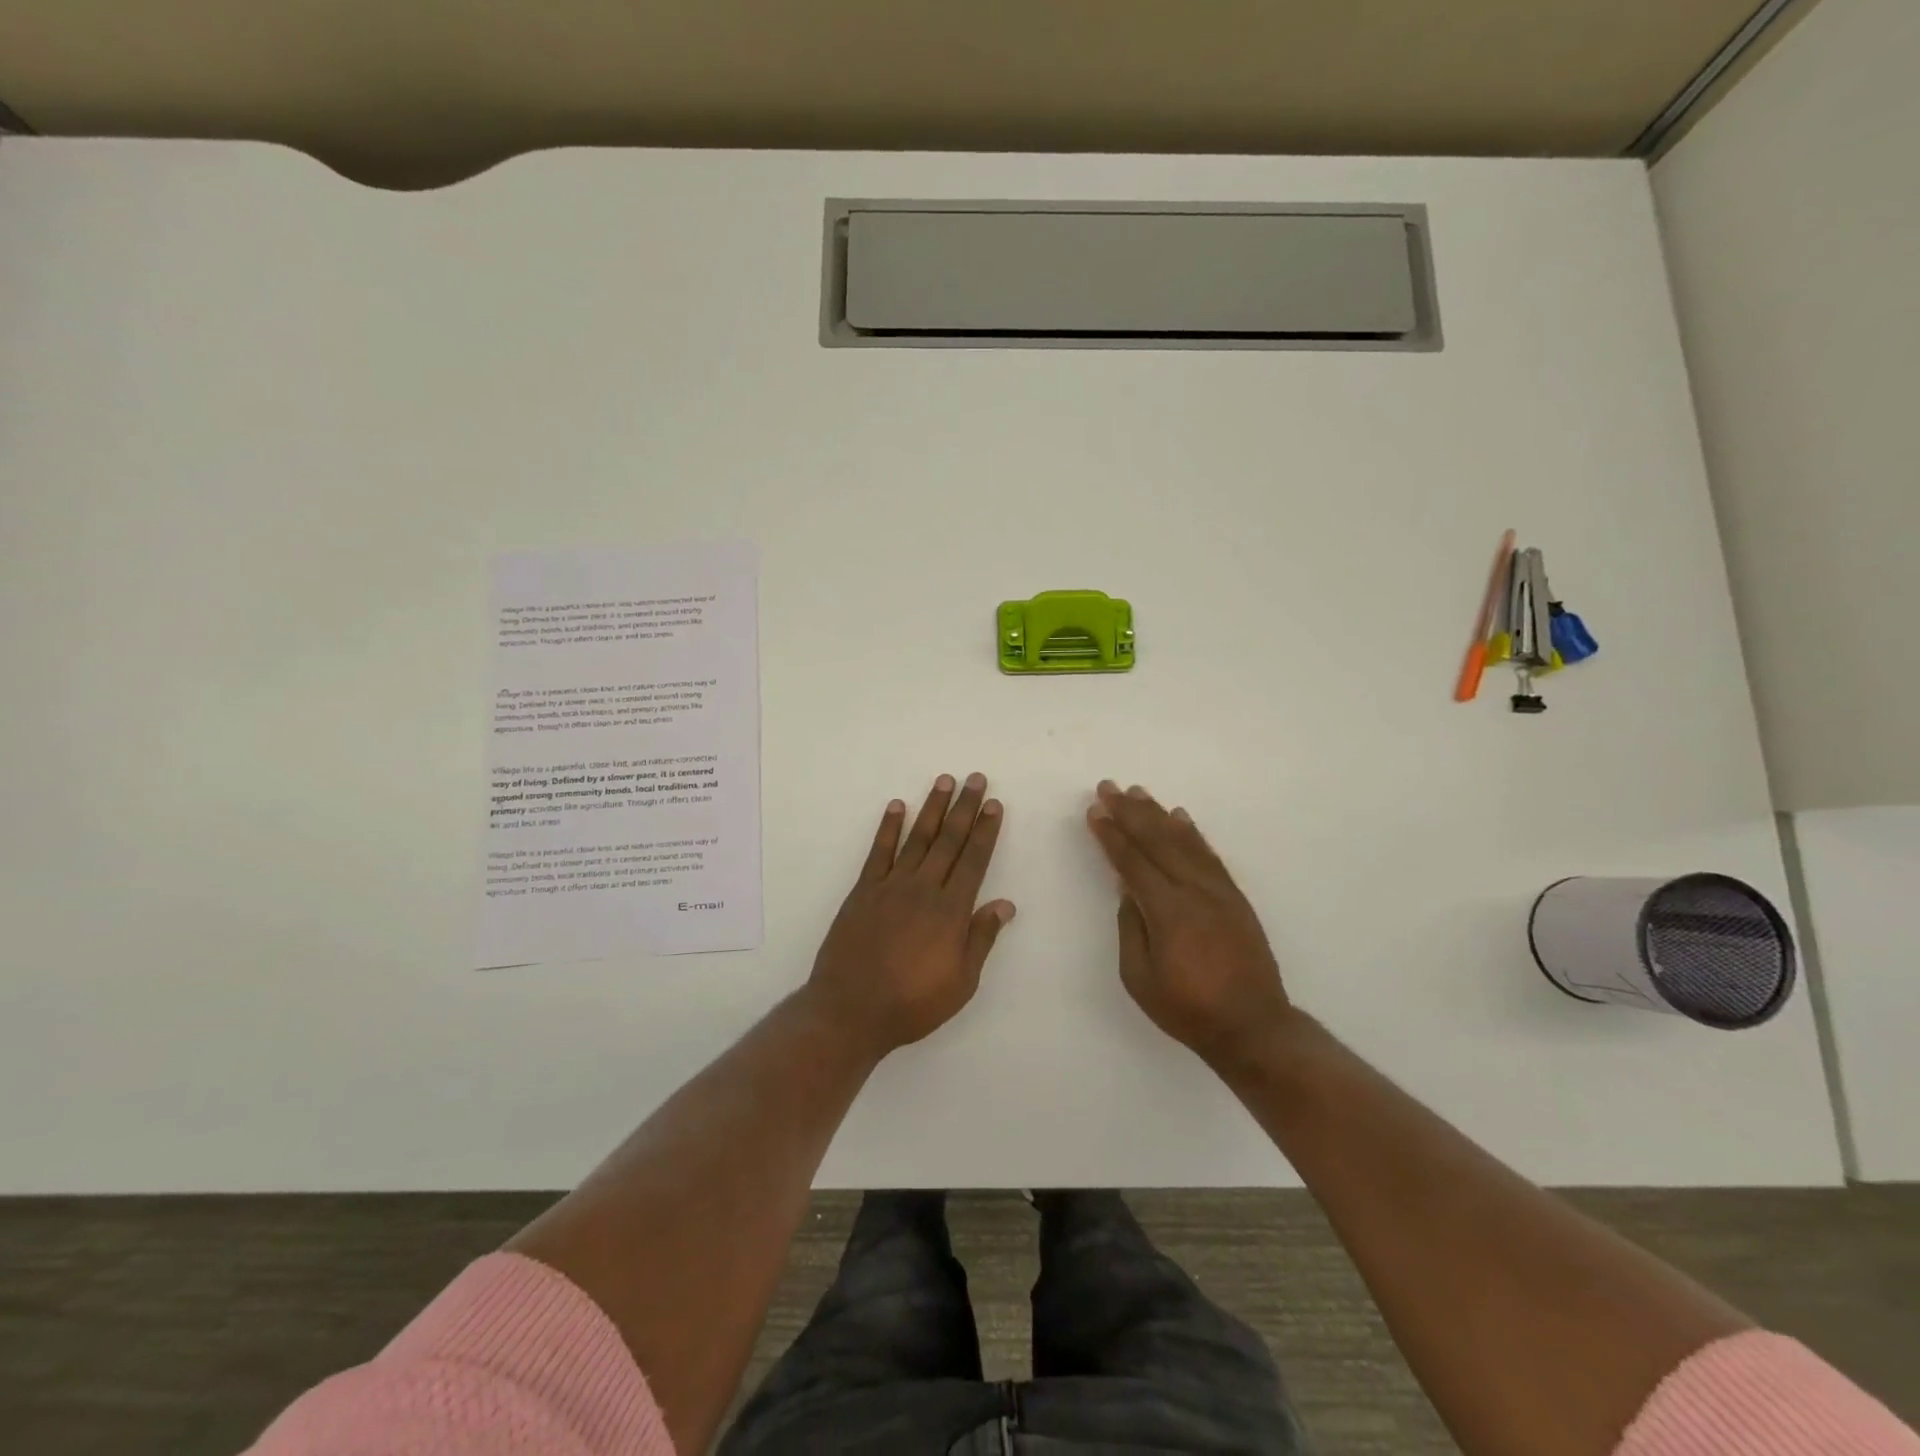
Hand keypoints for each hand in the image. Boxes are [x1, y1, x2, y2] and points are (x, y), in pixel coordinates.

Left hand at [805, 774, 1015, 1057]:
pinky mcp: (864, 890)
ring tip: (944, 781)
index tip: (994, 804)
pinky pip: (879, 851)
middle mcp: (924, 889)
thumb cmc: (913, 1003)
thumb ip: (981, 938)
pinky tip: (897, 807)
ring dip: (932, 808)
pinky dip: (889, 827)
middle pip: (949, 840)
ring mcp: (891, 886)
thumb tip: (1006, 903)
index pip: (974, 860)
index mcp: (951, 911)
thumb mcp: (961, 982)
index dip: (986, 831)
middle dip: (965, 808)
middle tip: (975, 779)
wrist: (851, 1009)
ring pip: (917, 838)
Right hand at [1086, 780, 1294, 1065]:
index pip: (1133, 862)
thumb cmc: (1187, 1009)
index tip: (1095, 810)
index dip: (1112, 835)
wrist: (1253, 1027)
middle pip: (1158, 841)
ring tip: (1138, 793)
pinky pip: (1210, 855)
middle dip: (1130, 812)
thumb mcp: (1139, 978)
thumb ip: (1131, 928)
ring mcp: (1219, 891)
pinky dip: (1192, 833)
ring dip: (1158, 814)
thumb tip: (1128, 890)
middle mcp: (1195, 891)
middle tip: (1108, 787)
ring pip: (1184, 841)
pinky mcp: (1235, 897)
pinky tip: (1180, 817)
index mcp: (1168, 912)